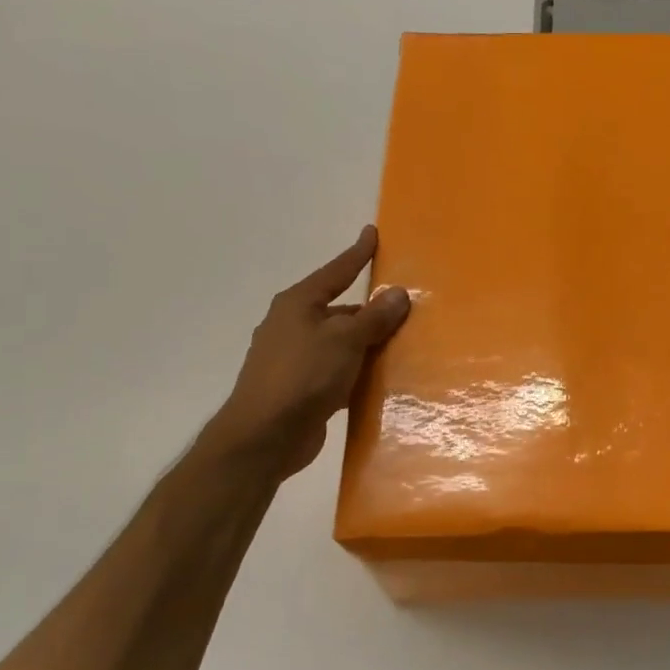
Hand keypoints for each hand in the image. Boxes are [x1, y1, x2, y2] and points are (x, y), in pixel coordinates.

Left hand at [198, 226, 409, 476]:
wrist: (264, 436)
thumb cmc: (302, 376)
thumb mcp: (345, 341)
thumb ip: (374, 318)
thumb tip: (398, 293)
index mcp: (298, 304)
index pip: (336, 271)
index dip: (357, 253)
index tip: (372, 233)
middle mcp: (293, 326)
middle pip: (340, 310)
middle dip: (370, 310)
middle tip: (405, 308)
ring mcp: (294, 359)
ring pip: (340, 343)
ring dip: (366, 345)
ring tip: (402, 344)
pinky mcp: (300, 389)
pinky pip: (337, 371)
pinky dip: (357, 372)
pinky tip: (380, 380)